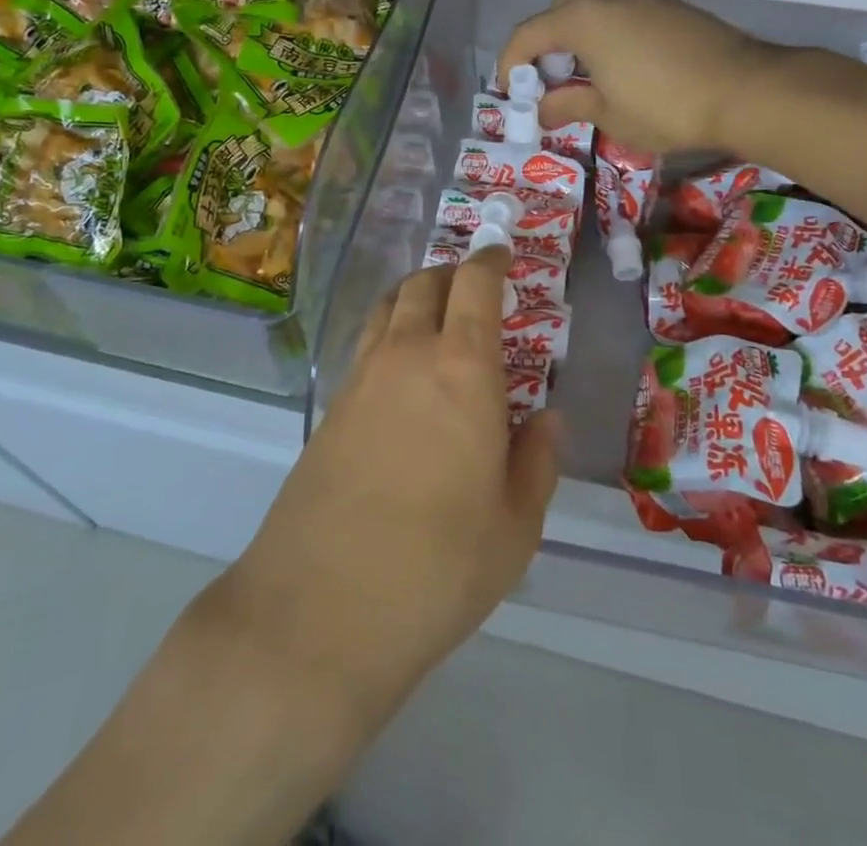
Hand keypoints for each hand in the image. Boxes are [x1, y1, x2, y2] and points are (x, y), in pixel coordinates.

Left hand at [221, 247, 558, 729]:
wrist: (319, 610)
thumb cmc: (438, 566)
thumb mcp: (515, 526)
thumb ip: (537, 461)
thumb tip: (547, 419)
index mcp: (462, 368)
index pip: (475, 285)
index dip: (490, 260)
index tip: (502, 255)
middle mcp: (408, 355)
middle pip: (425, 284)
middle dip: (452, 274)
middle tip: (473, 288)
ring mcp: (360, 378)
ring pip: (388, 307)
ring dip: (415, 296)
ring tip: (436, 317)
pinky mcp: (330, 408)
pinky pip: (366, 345)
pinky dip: (389, 333)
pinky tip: (402, 372)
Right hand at [497, 0, 769, 154]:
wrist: (744, 89)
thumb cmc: (665, 106)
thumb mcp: (609, 114)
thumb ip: (568, 105)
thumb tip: (542, 110)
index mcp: (581, 20)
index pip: (527, 35)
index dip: (511, 64)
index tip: (512, 94)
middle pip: (556, 15)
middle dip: (543, 48)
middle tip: (549, 85)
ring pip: (590, 9)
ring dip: (575, 38)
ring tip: (583, 76)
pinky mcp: (666, 3)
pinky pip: (619, 11)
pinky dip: (605, 33)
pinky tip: (619, 65)